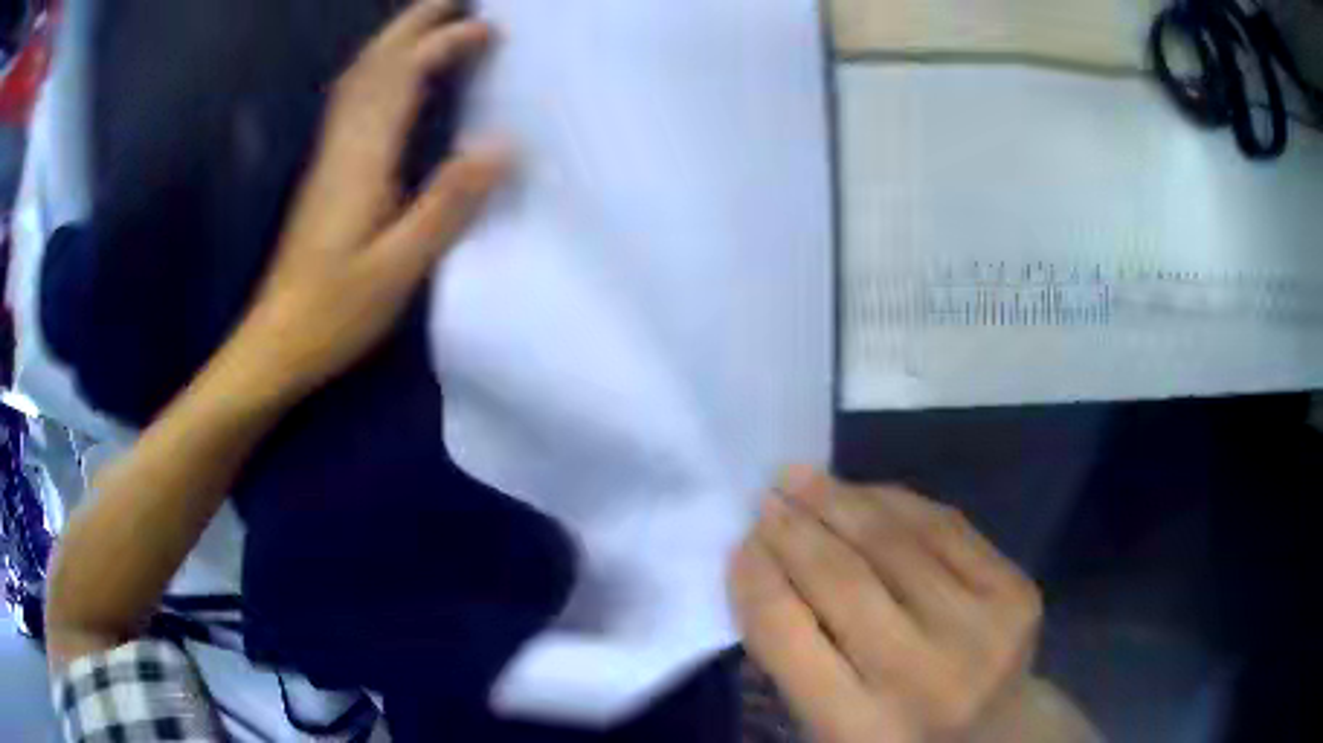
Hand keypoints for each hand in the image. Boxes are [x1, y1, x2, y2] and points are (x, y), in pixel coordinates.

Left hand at [224, 0, 510, 399]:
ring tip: (431, 24)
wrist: (275, 343)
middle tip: (456, 1)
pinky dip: (376, 73)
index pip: (401, 79)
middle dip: (414, 24)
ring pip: (357, 80)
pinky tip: (390, 78)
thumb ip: (447, 204)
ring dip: (394, 43)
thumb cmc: (334, 313)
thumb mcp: (398, 267)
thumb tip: (502, 145)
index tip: (487, 29)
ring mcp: (328, 159)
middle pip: (373, 65)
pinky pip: (350, 104)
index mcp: (361, 162)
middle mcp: (341, 147)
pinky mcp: (324, 175)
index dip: (442, 44)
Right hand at [730, 468, 1042, 742]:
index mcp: (861, 728)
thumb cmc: (899, 734)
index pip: (789, 636)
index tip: (740, 543)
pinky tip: (865, 491)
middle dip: (795, 530)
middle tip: (766, 498)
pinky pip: (945, 527)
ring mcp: (981, 629)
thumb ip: (797, 659)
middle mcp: (924, 677)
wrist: (998, 730)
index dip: (757, 578)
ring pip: (895, 543)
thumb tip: (766, 565)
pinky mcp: (1017, 592)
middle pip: (843, 581)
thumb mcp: (831, 726)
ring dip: (840, 501)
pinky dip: (896, 502)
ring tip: (802, 477)